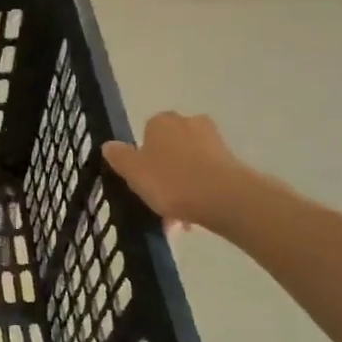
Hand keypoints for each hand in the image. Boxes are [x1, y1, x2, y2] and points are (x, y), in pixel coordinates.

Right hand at [102, 113, 266, 231]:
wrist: (225, 198)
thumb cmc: (171, 181)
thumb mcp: (133, 172)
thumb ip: (119, 157)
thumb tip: (108, 145)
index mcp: (161, 121)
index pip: (146, 134)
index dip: (142, 158)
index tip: (141, 181)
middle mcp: (188, 123)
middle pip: (169, 150)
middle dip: (164, 174)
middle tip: (157, 202)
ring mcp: (214, 142)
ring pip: (189, 166)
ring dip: (182, 188)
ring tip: (177, 221)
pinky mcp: (232, 162)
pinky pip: (207, 177)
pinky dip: (200, 193)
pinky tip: (194, 217)